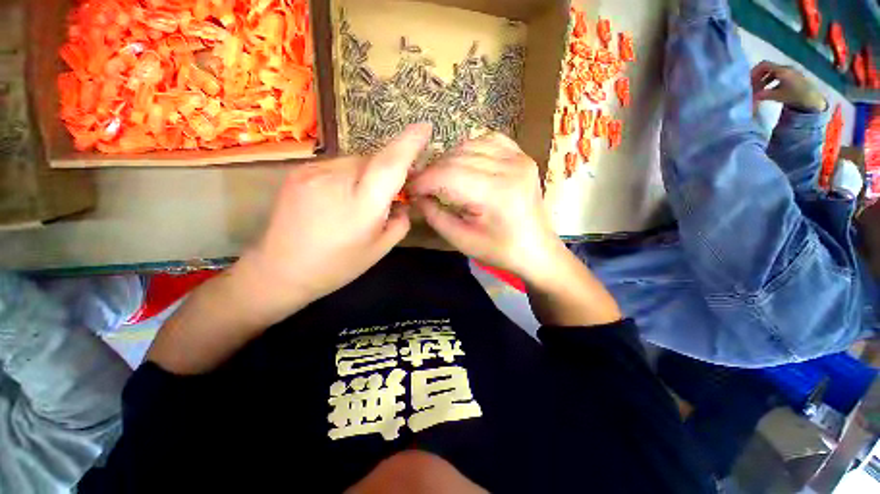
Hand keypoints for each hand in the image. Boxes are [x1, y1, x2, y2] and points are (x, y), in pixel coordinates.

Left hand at [238, 124, 431, 318]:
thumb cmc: (338, 266)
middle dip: (388, 170)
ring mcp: (313, 171)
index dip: (409, 143)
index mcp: (362, 205)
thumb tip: (403, 201)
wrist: (281, 270)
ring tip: (359, 200)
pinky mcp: (299, 171)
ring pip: (356, 160)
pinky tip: (339, 197)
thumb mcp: (379, 249)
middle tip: (391, 191)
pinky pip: (337, 164)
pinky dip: (348, 175)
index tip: (424, 128)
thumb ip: (400, 221)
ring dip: (367, 173)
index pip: (390, 164)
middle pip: (374, 159)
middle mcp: (337, 180)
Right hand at [410, 133, 564, 283]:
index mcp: (497, 194)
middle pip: (457, 158)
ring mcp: (519, 158)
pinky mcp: (522, 156)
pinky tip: (464, 164)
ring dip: (449, 160)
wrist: (536, 249)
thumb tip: (415, 196)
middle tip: (421, 186)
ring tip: (440, 177)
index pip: (448, 175)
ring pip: (469, 145)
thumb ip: (434, 215)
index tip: (409, 190)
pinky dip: (470, 149)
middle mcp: (510, 168)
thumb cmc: (500, 251)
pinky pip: (488, 140)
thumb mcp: (462, 240)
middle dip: (432, 171)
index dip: (423, 181)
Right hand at [751, 61, 826, 112]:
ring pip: (772, 72)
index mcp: (782, 70)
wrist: (812, 99)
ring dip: (764, 79)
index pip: (764, 65)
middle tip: (752, 86)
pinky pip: (778, 75)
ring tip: (760, 89)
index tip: (749, 80)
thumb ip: (764, 95)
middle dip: (758, 76)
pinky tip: (769, 89)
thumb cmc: (795, 96)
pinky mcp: (792, 76)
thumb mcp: (778, 96)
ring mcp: (789, 71)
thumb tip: (752, 96)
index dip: (754, 71)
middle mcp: (785, 68)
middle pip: (767, 68)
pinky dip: (770, 81)